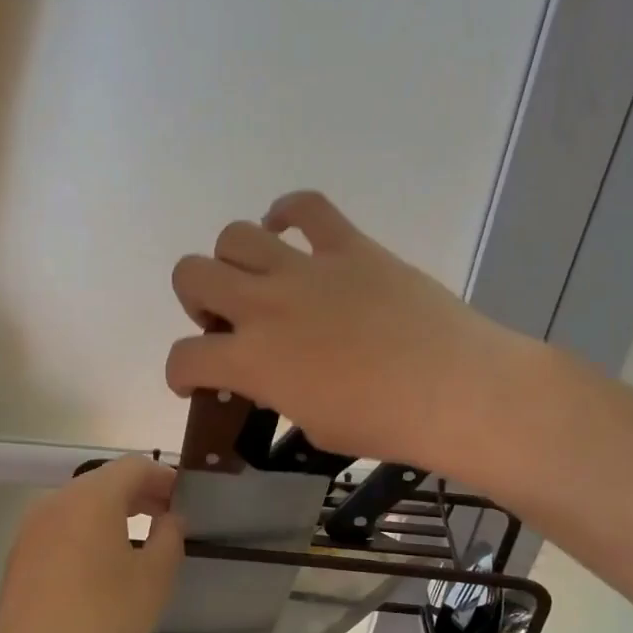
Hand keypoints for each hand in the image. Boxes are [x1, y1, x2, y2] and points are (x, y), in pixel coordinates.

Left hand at [0, 457, 183, 632]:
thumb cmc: (101, 619)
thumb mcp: (154, 579)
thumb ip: (169, 538)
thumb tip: (170, 518)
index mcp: (92, 498)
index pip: (134, 466)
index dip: (164, 477)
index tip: (185, 501)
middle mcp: (57, 502)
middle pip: (105, 482)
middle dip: (140, 494)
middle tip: (169, 519)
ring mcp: (32, 529)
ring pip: (81, 506)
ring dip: (114, 514)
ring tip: (140, 542)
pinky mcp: (20, 557)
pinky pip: (63, 529)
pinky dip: (89, 533)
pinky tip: (103, 567)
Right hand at [165, 191, 536, 475]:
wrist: (453, 389)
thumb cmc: (384, 424)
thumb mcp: (314, 425)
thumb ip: (279, 395)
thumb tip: (273, 377)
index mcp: (252, 360)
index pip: (184, 358)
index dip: (179, 372)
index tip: (194, 379)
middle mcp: (265, 305)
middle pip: (191, 275)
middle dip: (196, 300)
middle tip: (225, 321)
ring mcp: (306, 269)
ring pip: (235, 236)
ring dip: (233, 259)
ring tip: (257, 278)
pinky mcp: (349, 246)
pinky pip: (306, 206)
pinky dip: (288, 211)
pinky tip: (289, 228)